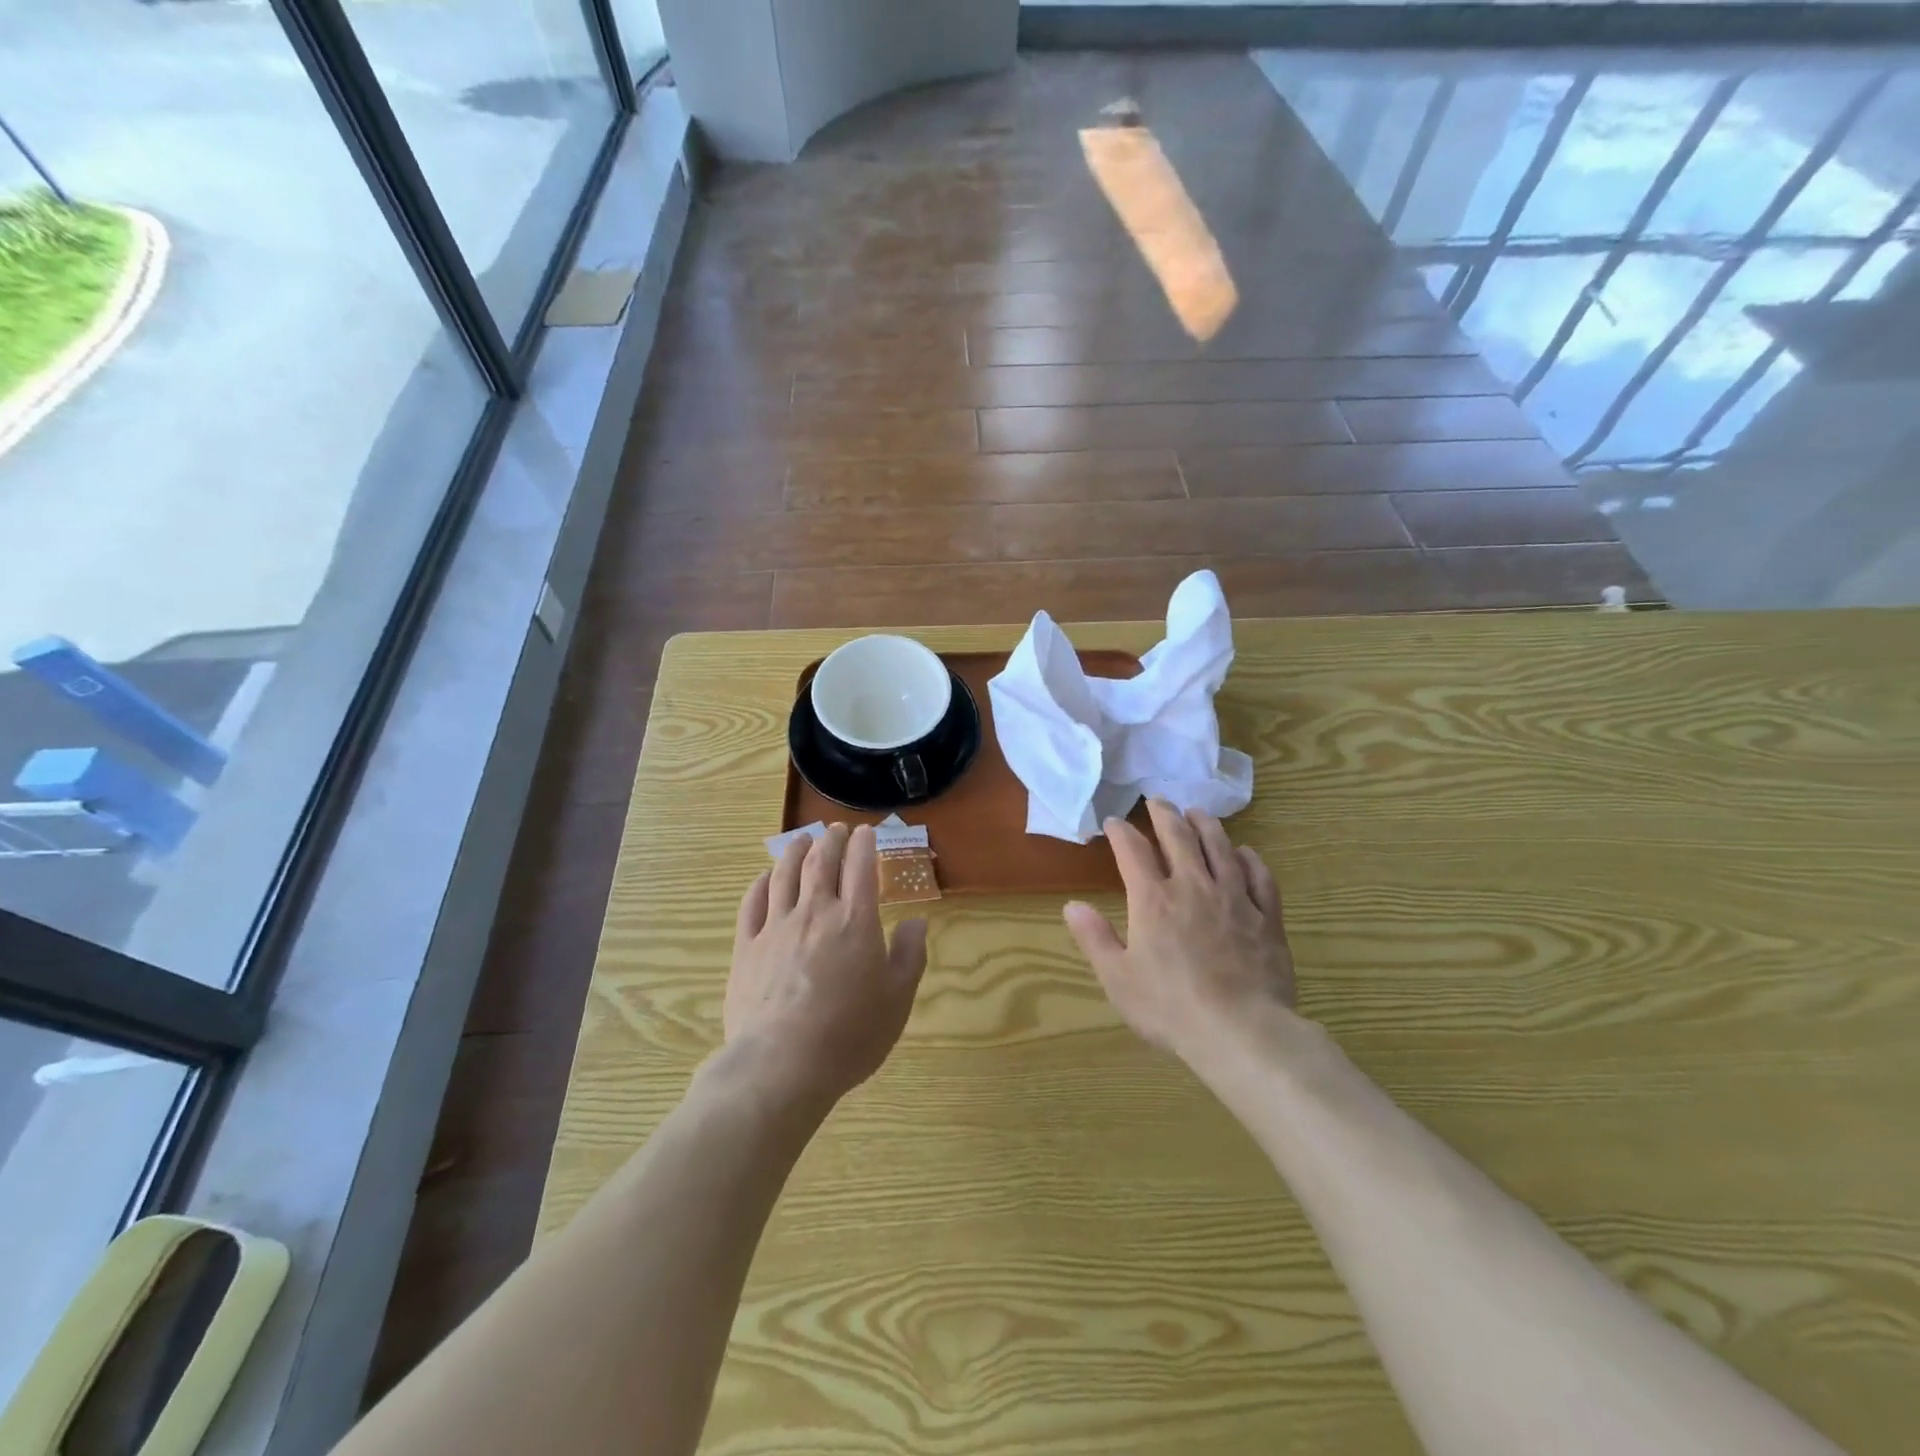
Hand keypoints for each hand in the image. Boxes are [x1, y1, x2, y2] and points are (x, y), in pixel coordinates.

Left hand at [725, 823, 928, 1110]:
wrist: (782, 1065)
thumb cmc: (849, 1034)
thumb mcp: (897, 999)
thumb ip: (910, 954)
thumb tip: (916, 920)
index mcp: (855, 920)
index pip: (860, 867)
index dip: (864, 844)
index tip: (866, 832)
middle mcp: (815, 912)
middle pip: (821, 862)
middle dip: (831, 840)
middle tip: (836, 830)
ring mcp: (776, 927)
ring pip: (785, 874)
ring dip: (795, 851)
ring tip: (803, 840)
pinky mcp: (747, 947)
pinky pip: (752, 903)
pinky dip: (761, 883)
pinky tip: (765, 877)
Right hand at [1064, 801, 1294, 1062]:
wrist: (1242, 1031)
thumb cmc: (1170, 1008)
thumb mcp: (1118, 979)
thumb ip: (1095, 938)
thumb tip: (1072, 905)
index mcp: (1153, 900)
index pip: (1132, 851)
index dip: (1121, 832)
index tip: (1114, 822)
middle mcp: (1193, 886)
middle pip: (1178, 837)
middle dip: (1164, 815)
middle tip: (1157, 801)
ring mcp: (1234, 898)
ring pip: (1220, 847)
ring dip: (1206, 825)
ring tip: (1197, 813)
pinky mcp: (1266, 916)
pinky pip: (1259, 876)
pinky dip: (1250, 859)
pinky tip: (1246, 853)